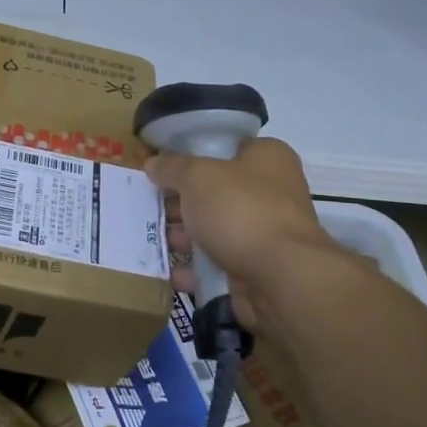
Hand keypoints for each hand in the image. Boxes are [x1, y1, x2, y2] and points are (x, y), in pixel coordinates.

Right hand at [148, 138, 336, 329]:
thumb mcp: (197, 176)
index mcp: (267, 158)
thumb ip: (172, 168)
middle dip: (179, 201)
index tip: (161, 166)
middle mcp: (271, 192)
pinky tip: (163, 269)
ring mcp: (263, 233)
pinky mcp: (255, 268)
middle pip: (214, 191)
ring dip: (181, 236)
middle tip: (145, 204)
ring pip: (212, 229)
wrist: (281, 278)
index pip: (225, 148)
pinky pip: (215, 263)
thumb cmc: (241, 210)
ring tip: (145, 238)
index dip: (191, 155)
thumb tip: (153, 163)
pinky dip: (191, 268)